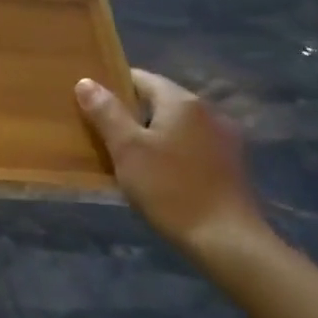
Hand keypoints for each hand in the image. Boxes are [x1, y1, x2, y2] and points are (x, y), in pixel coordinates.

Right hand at [75, 70, 272, 272]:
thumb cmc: (169, 188)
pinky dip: (172, 149)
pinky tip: (159, 172)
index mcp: (182, 101)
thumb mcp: (127, 149)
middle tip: (103, 133)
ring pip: (177, 124)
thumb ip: (106, 112)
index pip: (141, 78)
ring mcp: (224, 137)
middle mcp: (208, 111)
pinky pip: (192, 144)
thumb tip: (86, 81)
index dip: (113, 87)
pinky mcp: (231, 163)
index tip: (91, 105)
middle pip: (160, 100)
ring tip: (128, 155)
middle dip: (132, 113)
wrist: (225, 239)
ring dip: (153, 133)